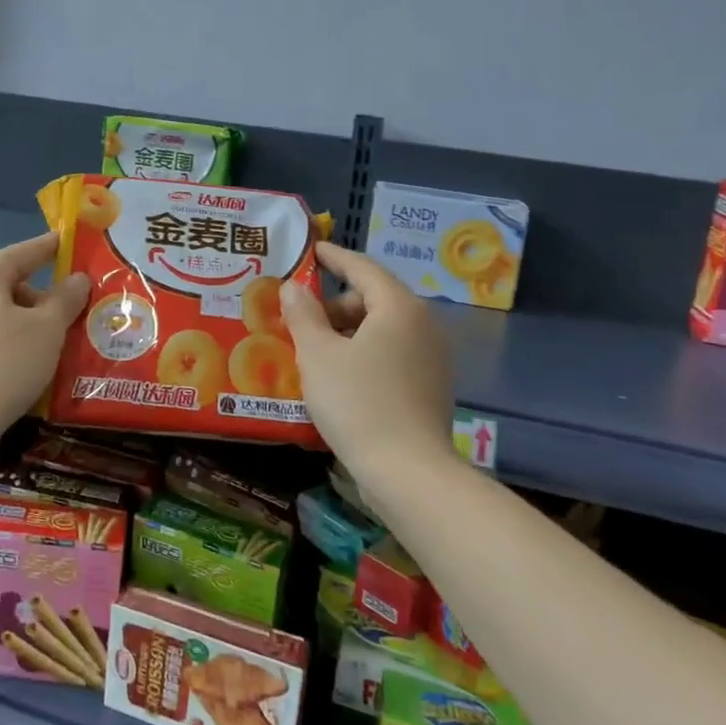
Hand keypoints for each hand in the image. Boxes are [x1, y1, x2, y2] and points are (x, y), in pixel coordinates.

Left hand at [0, 233, 89, 461]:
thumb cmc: (2, 365)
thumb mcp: (48, 330)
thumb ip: (66, 300)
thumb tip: (77, 279)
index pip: (24, 251)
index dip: (51, 247)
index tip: (71, 243)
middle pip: (8, 286)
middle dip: (42, 298)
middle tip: (74, 315)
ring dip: (25, 328)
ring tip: (55, 349)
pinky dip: (6, 350)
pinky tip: (25, 373)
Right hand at [281, 241, 453, 480]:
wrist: (409, 473)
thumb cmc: (358, 403)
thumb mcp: (318, 355)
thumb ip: (303, 315)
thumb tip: (293, 288)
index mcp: (399, 307)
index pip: (362, 268)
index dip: (333, 257)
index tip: (310, 250)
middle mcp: (423, 325)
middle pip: (373, 298)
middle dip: (334, 303)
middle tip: (298, 316)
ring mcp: (432, 357)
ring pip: (382, 328)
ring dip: (346, 330)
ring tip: (312, 348)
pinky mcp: (431, 386)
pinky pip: (391, 353)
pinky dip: (363, 352)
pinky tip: (338, 375)